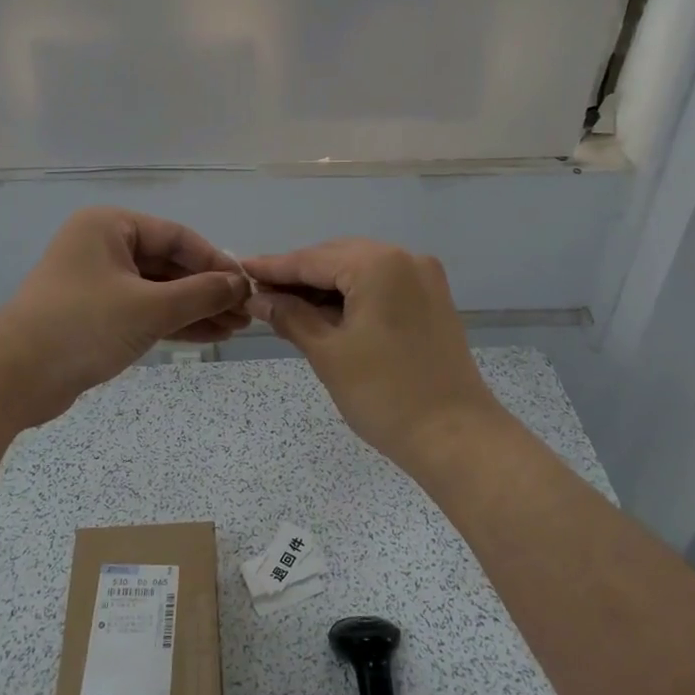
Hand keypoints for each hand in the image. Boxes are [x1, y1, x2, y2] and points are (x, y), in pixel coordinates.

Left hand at [0, 207, 248, 427]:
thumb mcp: (150, 308)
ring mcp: (98, 282)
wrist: (14, 378)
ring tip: (235, 329)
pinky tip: (208, 336)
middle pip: (169, 264)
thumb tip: (240, 284)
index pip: (177, 236)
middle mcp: (103, 247)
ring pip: (158, 290)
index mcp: (109, 226)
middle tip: (246, 313)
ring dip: (195, 309)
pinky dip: (173, 323)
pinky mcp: (95, 315)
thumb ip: (200, 294)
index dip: (215, 261)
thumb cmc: (83, 326)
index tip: (246, 286)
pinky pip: (144, 311)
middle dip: (207, 290)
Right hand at [240, 239, 507, 471]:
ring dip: (324, 287)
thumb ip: (291, 316)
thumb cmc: (384, 394)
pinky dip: (352, 297)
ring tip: (285, 306)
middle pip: (337, 258)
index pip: (312, 259)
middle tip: (259, 294)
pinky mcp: (432, 301)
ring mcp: (424, 278)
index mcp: (378, 264)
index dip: (273, 267)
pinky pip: (381, 286)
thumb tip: (259, 298)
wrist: (455, 436)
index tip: (239, 269)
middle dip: (298, 277)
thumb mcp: (328, 353)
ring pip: (359, 271)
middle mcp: (405, 258)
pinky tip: (325, 313)